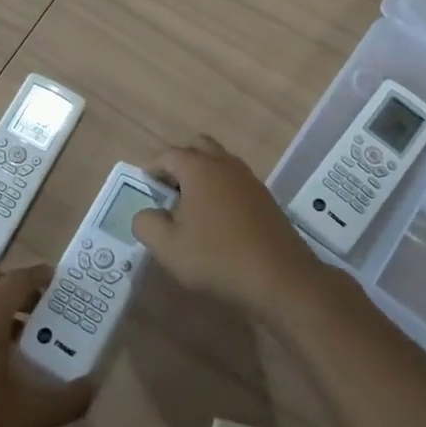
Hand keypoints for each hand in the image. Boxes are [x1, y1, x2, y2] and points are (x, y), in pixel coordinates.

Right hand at [132, 136, 318, 318]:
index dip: (152, 170)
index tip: (145, 189)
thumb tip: (146, 213)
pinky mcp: (265, 198)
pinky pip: (235, 182)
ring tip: (191, 208)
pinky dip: (222, 191)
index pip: (168, 155)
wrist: (281, 279)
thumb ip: (146, 224)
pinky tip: (218, 221)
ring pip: (220, 163)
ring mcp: (249, 179)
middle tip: (168, 191)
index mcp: (199, 168)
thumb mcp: (168, 247)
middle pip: (198, 147)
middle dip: (180, 163)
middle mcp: (225, 164)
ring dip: (203, 176)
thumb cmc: (217, 258)